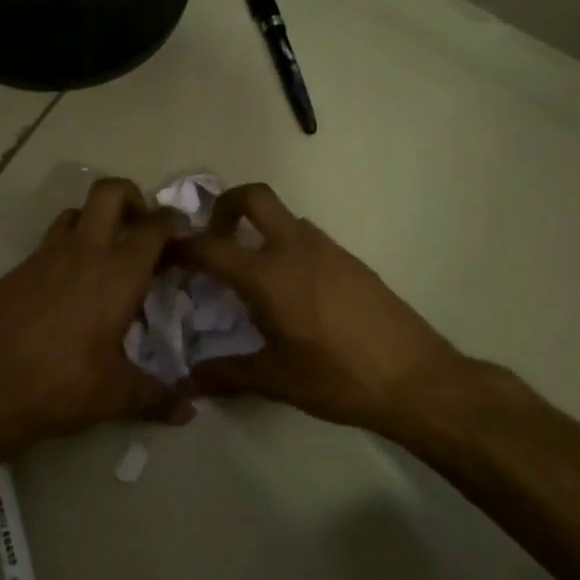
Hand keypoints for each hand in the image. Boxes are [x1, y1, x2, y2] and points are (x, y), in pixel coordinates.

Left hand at [0, 178, 192, 452]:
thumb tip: (188, 411)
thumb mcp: (118, 395)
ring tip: (104, 256)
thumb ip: (157, 397)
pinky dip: (64, 252)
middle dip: (131, 197)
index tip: (181, 235)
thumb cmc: (63, 385)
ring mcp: (45, 256)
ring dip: (95, 221)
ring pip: (74, 213)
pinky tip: (65, 289)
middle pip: (109, 192)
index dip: (172, 222)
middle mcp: (83, 252)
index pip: (153, 227)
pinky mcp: (17, 270)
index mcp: (118, 273)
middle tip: (140, 229)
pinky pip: (48, 244)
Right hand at [170, 183, 469, 437]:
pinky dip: (285, 247)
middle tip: (213, 239)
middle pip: (253, 197)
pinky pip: (306, 238)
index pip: (209, 246)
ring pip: (283, 217)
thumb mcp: (275, 379)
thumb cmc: (336, 377)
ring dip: (258, 229)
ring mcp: (327, 249)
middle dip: (224, 206)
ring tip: (248, 273)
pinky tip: (290, 290)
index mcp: (267, 274)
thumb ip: (226, 373)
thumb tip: (189, 382)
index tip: (164, 255)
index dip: (180, 246)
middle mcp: (294, 247)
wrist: (416, 378)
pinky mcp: (351, 260)